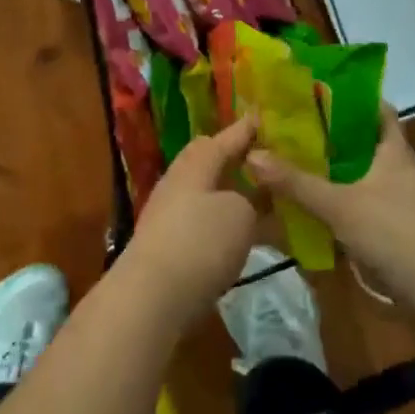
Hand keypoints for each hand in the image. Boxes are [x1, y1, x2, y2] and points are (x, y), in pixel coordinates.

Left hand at [119, 116, 259, 328]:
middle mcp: (179, 183)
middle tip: (261, 159)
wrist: (153, 296)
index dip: (245, 130)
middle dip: (233, 160)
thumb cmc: (200, 242)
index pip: (224, 139)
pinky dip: (223, 224)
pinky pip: (203, 223)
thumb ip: (247, 199)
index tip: (261, 117)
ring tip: (259, 200)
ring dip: (230, 195)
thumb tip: (239, 201)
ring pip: (206, 194)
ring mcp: (169, 216)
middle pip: (208, 163)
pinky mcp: (168, 247)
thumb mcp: (239, 213)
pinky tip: (241, 237)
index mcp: (195, 165)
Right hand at [249, 106, 414, 307]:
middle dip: (346, 141)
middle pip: (377, 145)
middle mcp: (410, 171)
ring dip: (354, 175)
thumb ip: (296, 183)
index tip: (326, 98)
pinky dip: (362, 205)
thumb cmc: (393, 232)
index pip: (382, 112)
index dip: (357, 102)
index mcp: (397, 152)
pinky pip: (384, 207)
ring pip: (380, 178)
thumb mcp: (337, 206)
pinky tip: (340, 216)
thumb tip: (253, 155)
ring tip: (318, 174)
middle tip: (308, 137)